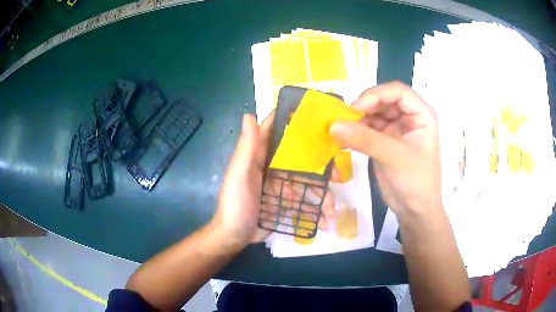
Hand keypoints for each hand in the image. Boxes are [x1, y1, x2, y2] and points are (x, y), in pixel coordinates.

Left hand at [212, 112, 335, 249]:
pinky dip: (315, 210)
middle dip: (321, 166)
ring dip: (322, 195)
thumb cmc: (234, 205)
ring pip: (307, 183)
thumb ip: (246, 148)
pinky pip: (304, 201)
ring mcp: (280, 185)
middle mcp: (272, 167)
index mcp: (259, 155)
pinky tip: (323, 221)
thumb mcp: (238, 176)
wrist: (233, 237)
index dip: (295, 121)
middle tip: (338, 176)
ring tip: (332, 211)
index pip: (277, 131)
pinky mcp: (285, 202)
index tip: (319, 118)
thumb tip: (249, 114)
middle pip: (301, 159)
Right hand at [330, 81, 441, 214]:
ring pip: (374, 113)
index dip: (376, 95)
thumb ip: (365, 140)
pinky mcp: (385, 140)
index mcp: (421, 115)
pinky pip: (368, 128)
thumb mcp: (394, 158)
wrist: (415, 210)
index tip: (355, 109)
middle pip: (384, 100)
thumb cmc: (416, 182)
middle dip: (365, 107)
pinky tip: (344, 137)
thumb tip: (333, 125)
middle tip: (344, 118)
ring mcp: (396, 128)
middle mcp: (409, 117)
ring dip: (358, 119)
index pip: (398, 92)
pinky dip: (356, 131)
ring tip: (341, 128)